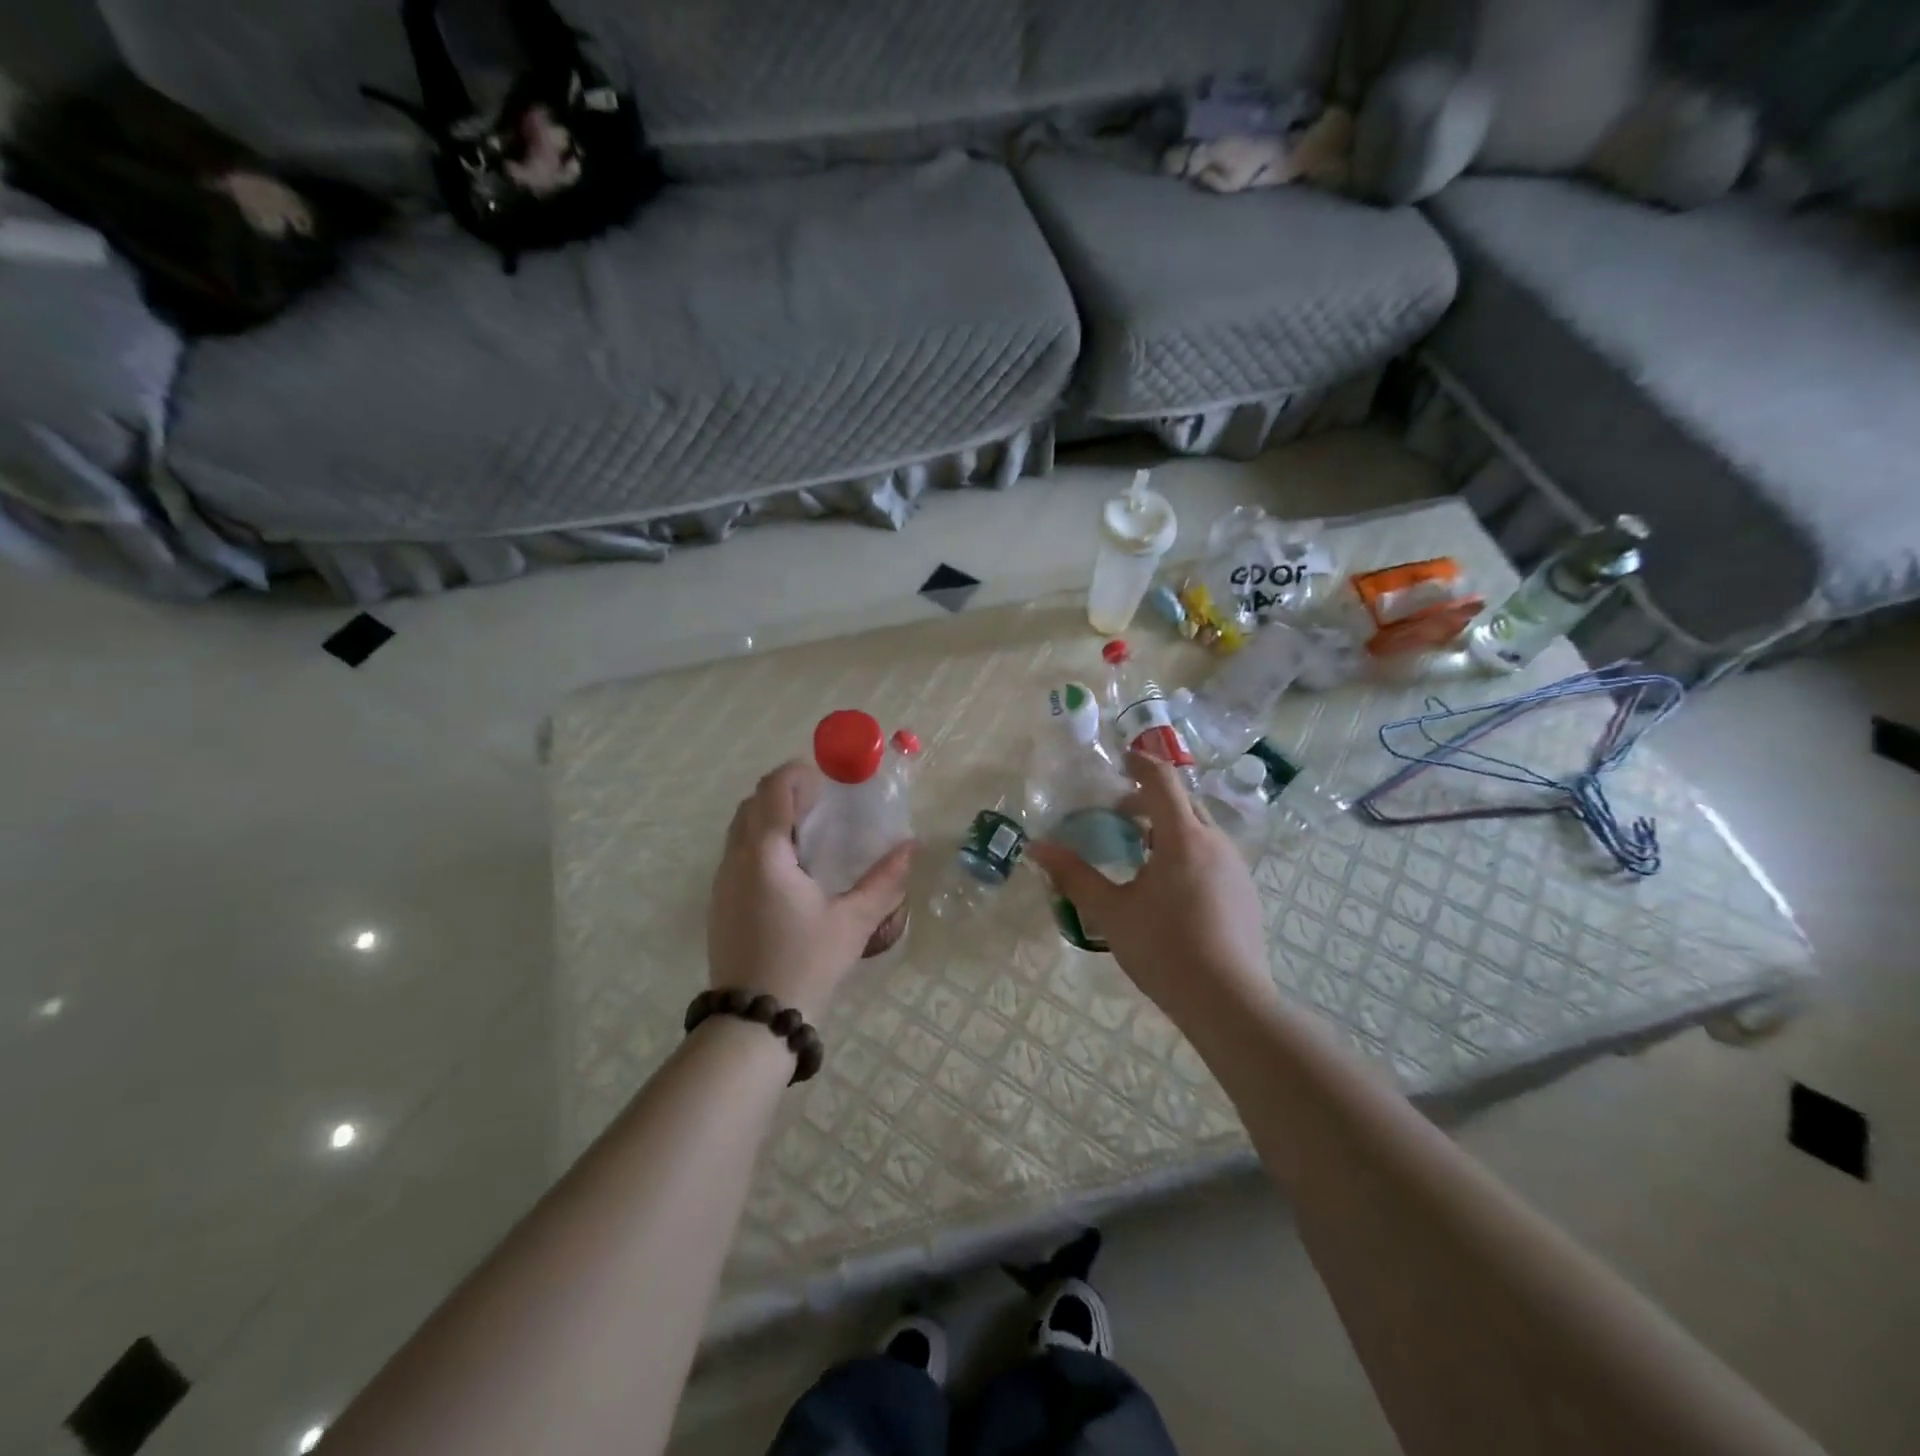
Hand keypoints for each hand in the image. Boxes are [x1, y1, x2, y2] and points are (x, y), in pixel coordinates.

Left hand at [707, 760, 913, 1021]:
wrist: (753, 1021)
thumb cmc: (805, 964)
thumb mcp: (853, 922)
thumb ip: (885, 881)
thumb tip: (910, 848)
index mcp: (765, 853)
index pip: (772, 789)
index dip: (797, 774)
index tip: (827, 782)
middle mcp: (736, 859)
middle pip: (753, 803)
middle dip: (785, 793)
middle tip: (822, 807)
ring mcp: (722, 882)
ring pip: (740, 829)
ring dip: (770, 819)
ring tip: (810, 838)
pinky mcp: (720, 903)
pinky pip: (737, 854)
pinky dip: (761, 844)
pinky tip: (791, 874)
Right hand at [1026, 752, 1274, 1026]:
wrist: (1229, 1002)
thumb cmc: (1164, 949)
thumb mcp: (1111, 912)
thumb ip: (1074, 876)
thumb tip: (1035, 848)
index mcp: (1182, 837)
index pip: (1162, 780)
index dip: (1139, 762)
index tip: (1119, 758)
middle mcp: (1215, 842)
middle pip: (1183, 801)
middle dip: (1151, 797)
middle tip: (1118, 812)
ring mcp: (1236, 867)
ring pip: (1201, 828)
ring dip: (1170, 826)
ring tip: (1140, 851)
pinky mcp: (1245, 892)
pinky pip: (1213, 853)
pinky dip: (1187, 850)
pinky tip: (1169, 886)